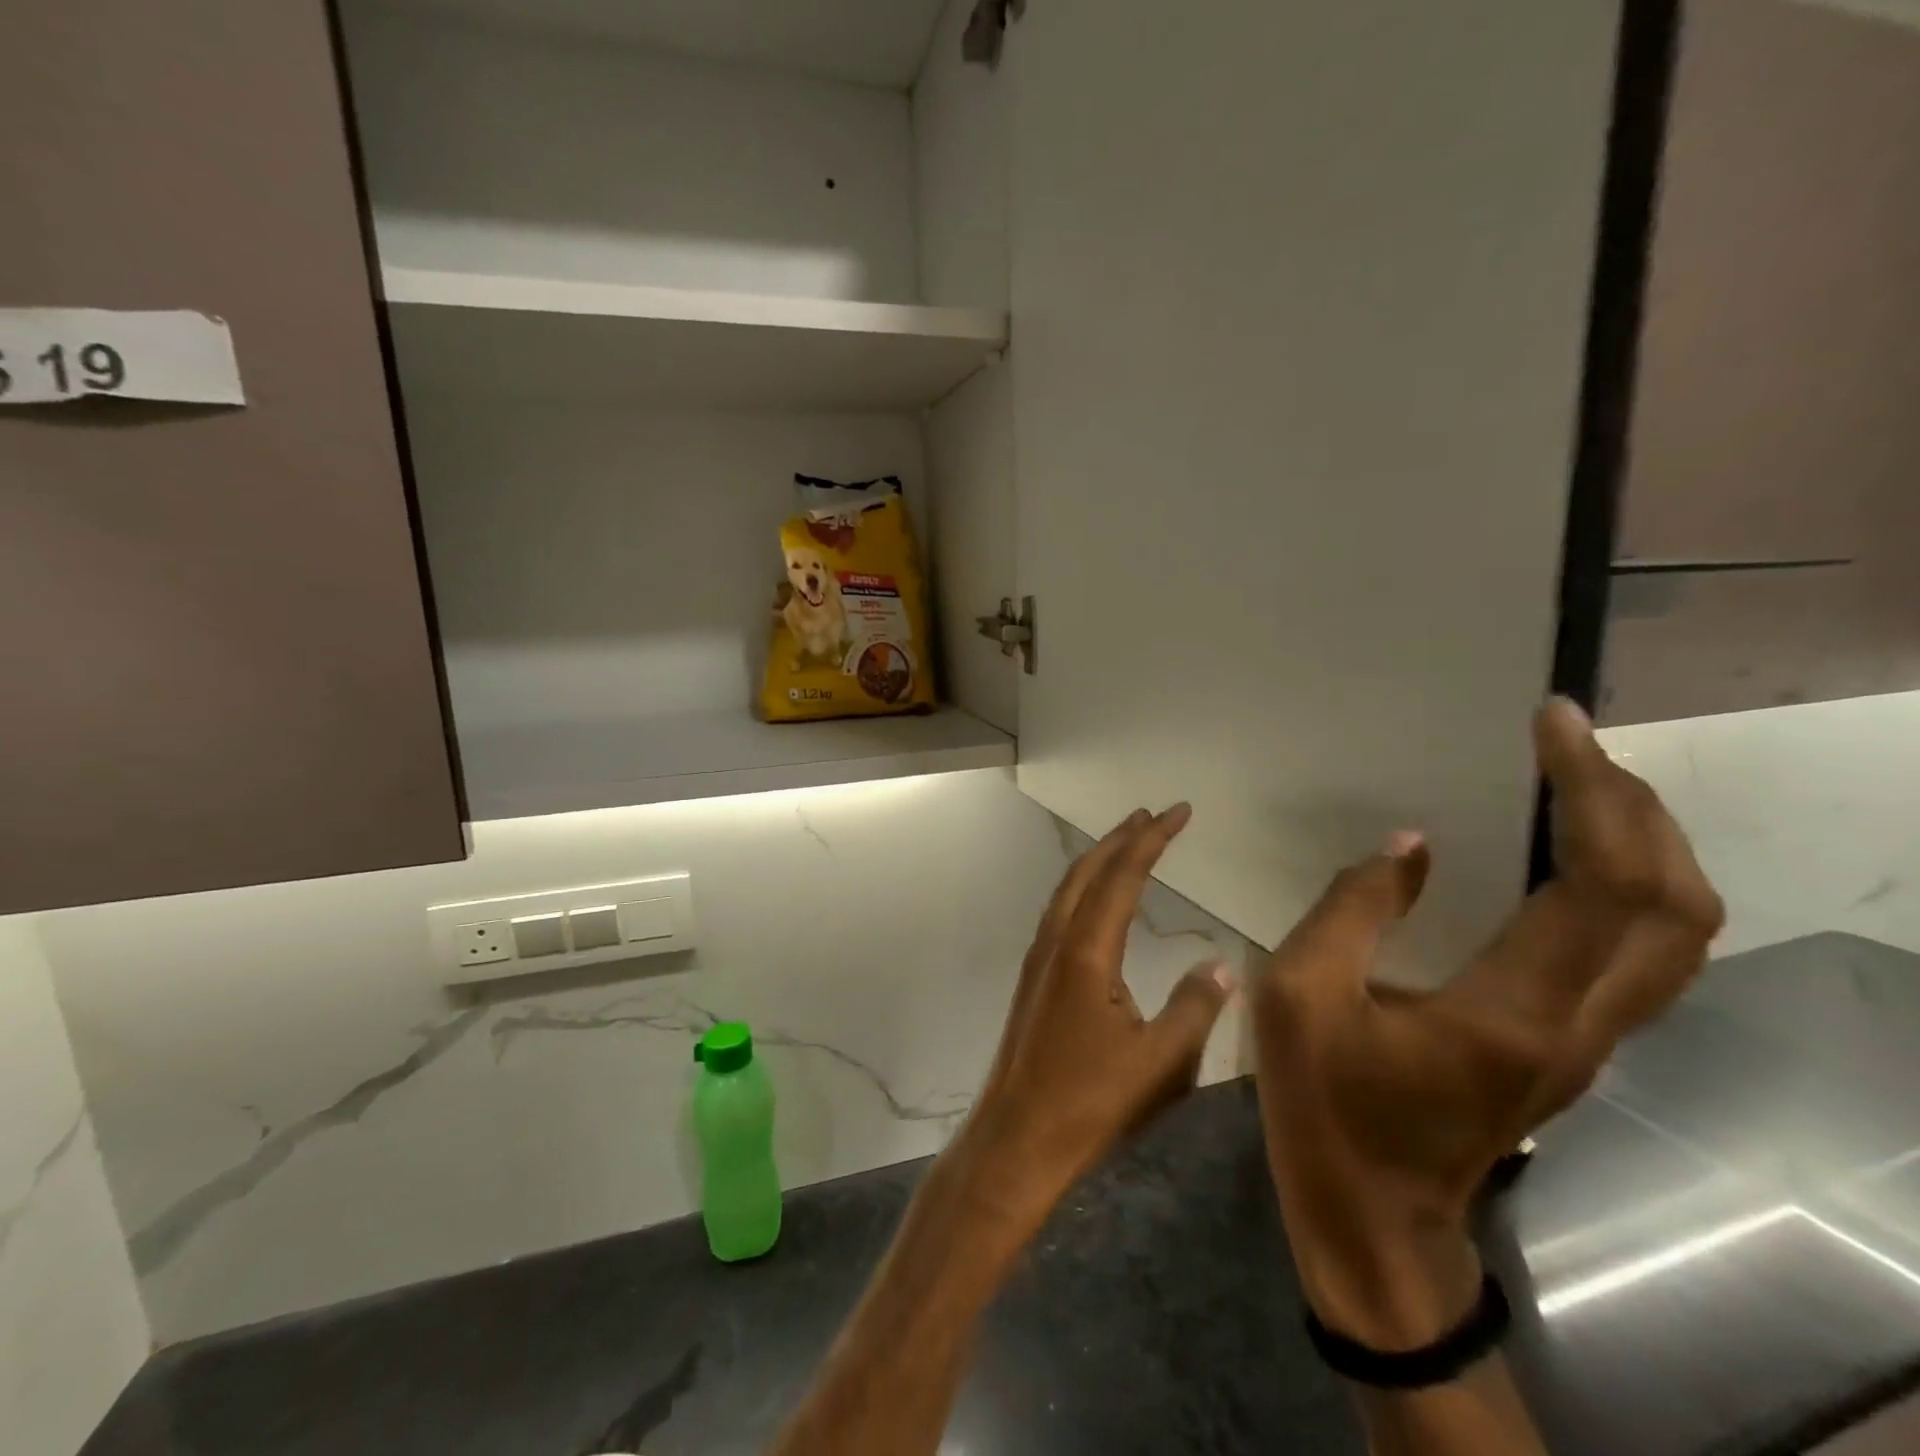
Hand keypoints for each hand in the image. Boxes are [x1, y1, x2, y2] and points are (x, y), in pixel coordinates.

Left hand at [948, 805, 1235, 1239]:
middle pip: (1088, 871)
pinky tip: (1097, 900)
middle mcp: (1057, 941)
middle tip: (1154, 814)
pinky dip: (1085, 887)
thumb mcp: (1161, 1062)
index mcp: (1087, 951)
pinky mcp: (1034, 976)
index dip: (1152, 839)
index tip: (1179, 811)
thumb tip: (1224, 964)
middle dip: (1122, 837)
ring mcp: (1039, 957)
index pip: (1122, 876)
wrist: (1017, 1137)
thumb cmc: (1091, 1104)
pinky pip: (1061, 910)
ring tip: (1129, 841)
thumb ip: (1194, 1007)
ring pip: (1069, 888)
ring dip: (1099, 858)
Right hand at [1252, 699, 1723, 1346]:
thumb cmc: (1327, 1109)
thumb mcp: (1298, 997)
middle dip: (1636, 806)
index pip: (1603, 884)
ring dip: (1648, 846)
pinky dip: (1632, 887)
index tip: (1553, 722)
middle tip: (1570, 745)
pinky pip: (1643, 956)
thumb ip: (1351, 911)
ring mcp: (1590, 1044)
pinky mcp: (1576, 1049)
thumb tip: (1410, 845)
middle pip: (1674, 906)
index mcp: (1512, 1011)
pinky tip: (1576, 857)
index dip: (1594, 791)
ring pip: (1678, 936)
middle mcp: (1580, 1026)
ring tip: (1582, 785)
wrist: (1376, 1220)